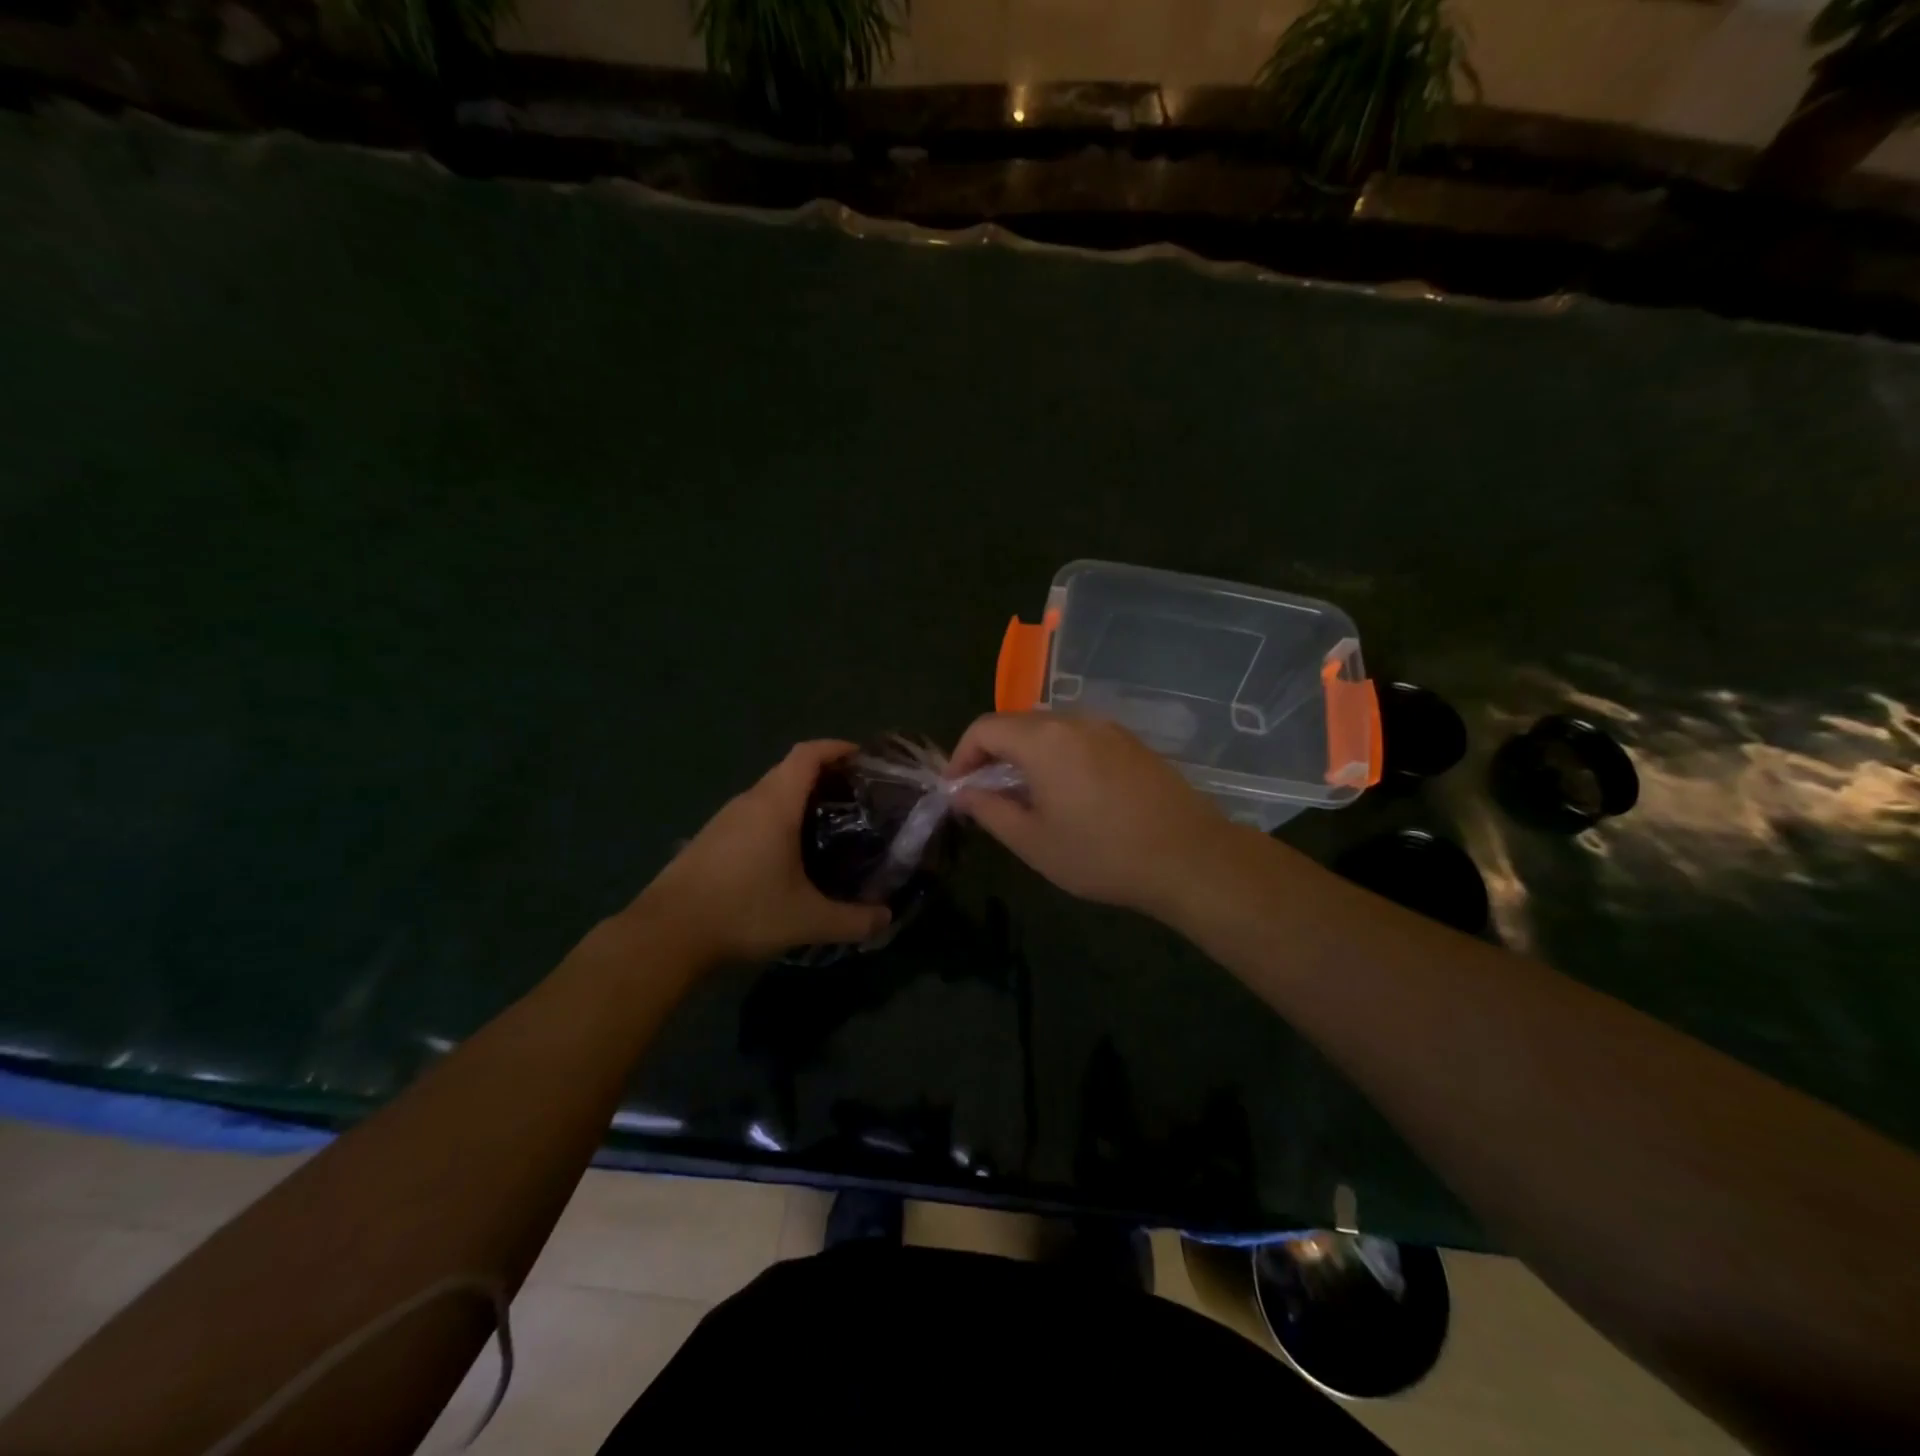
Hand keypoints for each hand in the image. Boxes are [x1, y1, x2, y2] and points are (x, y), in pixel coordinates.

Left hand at [624, 741, 889, 963]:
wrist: (666, 935)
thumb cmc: (743, 912)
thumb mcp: (807, 920)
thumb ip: (853, 920)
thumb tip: (886, 918)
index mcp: (774, 804)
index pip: (807, 754)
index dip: (836, 748)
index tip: (863, 757)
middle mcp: (748, 802)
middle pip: (789, 771)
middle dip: (824, 777)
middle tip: (856, 799)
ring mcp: (724, 820)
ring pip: (768, 795)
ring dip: (798, 800)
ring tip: (828, 825)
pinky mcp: (709, 840)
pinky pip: (752, 816)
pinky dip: (776, 820)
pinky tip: (787, 854)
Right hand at [948, 712, 1235, 918]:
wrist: (1188, 857)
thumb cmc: (1101, 854)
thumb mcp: (1033, 841)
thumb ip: (990, 810)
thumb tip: (964, 792)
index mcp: (1043, 740)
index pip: (985, 728)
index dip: (961, 755)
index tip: (956, 789)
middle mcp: (1074, 721)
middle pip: (1017, 724)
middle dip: (993, 754)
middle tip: (986, 794)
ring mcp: (1108, 729)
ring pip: (1051, 731)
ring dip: (1026, 755)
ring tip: (1026, 797)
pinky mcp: (1132, 743)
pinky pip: (1081, 739)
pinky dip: (1059, 757)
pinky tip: (1069, 794)